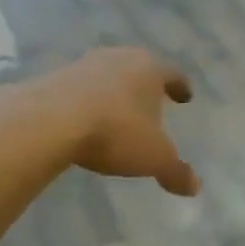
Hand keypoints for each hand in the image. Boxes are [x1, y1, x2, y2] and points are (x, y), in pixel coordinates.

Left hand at [23, 48, 199, 196]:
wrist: (49, 120)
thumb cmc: (115, 132)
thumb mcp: (153, 158)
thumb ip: (175, 172)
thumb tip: (195, 187)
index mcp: (150, 69)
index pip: (173, 74)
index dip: (181, 86)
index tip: (185, 96)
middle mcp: (119, 58)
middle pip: (139, 68)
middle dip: (146, 85)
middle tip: (151, 100)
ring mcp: (84, 64)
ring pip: (107, 75)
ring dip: (114, 91)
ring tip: (117, 110)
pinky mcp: (55, 77)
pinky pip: (79, 88)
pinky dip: (87, 100)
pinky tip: (85, 117)